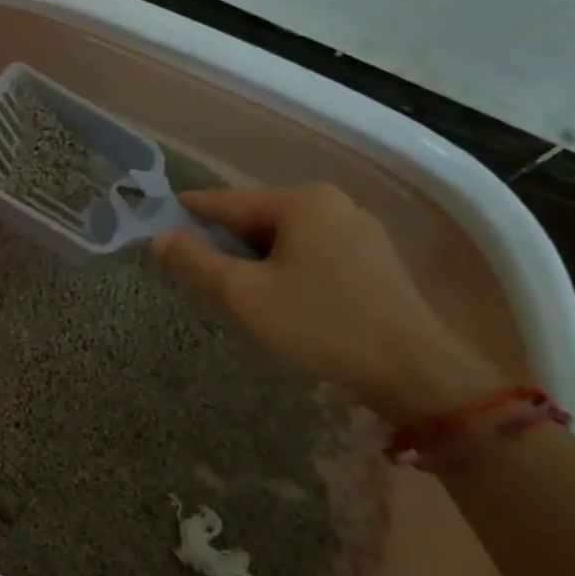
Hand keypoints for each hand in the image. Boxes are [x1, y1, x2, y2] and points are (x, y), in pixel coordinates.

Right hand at [153, 183, 498, 422]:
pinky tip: (276, 298)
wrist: (417, 374)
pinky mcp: (374, 262)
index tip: (157, 225)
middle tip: (193, 271)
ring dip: (252, 259)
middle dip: (223, 243)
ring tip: (231, 289)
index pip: (226, 201)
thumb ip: (194, 261)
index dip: (188, 214)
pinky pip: (310, 254)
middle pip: (256, 219)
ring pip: (284, 238)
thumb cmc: (321, 324)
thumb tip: (158, 237)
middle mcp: (333, 204)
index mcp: (302, 201)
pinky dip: (283, 269)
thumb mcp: (243, 295)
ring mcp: (359, 232)